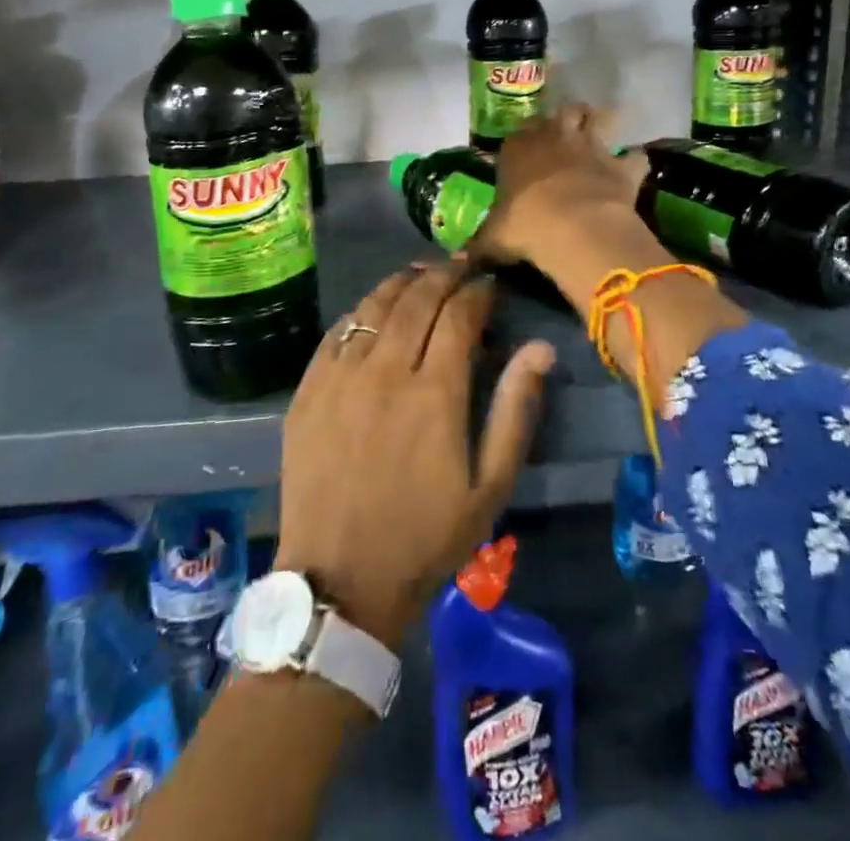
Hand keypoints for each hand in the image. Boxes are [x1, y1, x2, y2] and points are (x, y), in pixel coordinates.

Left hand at [274, 264, 555, 650]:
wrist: (342, 580)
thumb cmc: (426, 536)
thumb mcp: (490, 485)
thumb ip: (515, 410)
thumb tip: (540, 348)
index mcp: (434, 392)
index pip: (459, 314)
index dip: (478, 292)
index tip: (490, 285)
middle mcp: (384, 370)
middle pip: (416, 298)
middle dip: (444, 275)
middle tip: (460, 269)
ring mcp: (340, 376)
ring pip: (374, 306)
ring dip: (402, 283)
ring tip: (421, 276)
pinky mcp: (308, 389)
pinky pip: (337, 331)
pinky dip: (362, 310)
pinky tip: (374, 310)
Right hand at [471, 105, 647, 271]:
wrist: (574, 229)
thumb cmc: (525, 227)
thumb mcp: (492, 239)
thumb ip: (478, 246)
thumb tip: (459, 261)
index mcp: (518, 147)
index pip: (520, 130)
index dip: (526, 137)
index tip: (527, 149)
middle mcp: (556, 136)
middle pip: (565, 111)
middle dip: (569, 118)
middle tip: (569, 134)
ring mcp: (592, 146)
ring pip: (602, 116)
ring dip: (603, 122)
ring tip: (603, 136)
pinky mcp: (621, 165)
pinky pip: (635, 156)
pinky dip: (634, 163)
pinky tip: (632, 172)